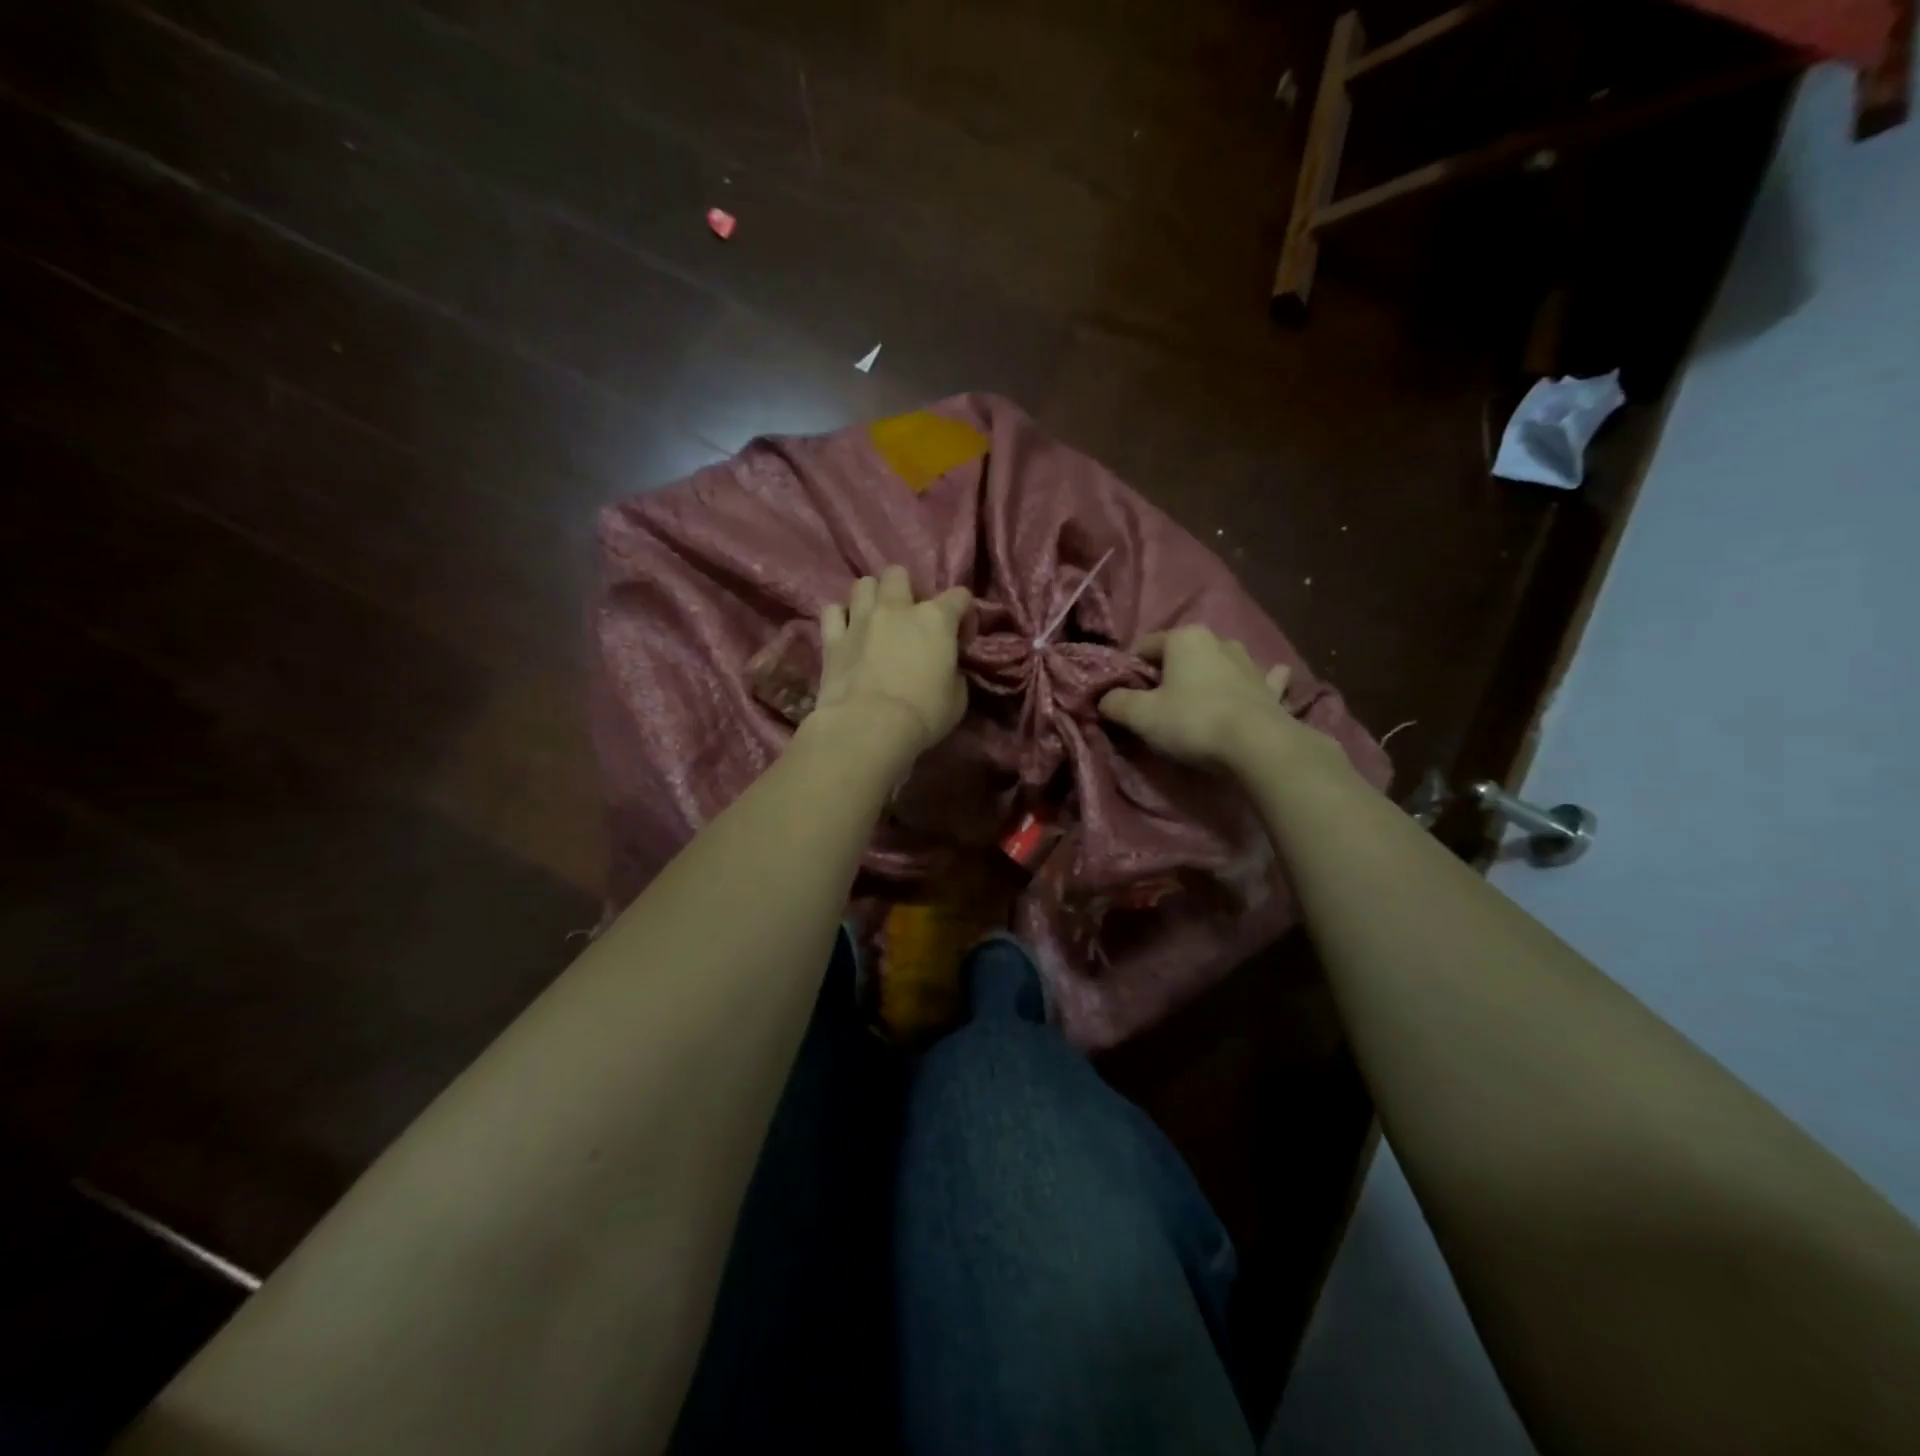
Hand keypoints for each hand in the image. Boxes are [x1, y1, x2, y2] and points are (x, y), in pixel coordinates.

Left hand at [810, 565, 971, 760]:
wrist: (869, 727)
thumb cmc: (923, 714)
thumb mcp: (957, 698)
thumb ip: (953, 672)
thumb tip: (945, 669)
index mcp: (936, 619)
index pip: (959, 596)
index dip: (965, 615)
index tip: (961, 641)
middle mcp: (896, 608)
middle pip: (899, 574)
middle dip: (908, 590)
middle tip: (911, 619)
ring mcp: (860, 620)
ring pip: (863, 584)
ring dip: (873, 597)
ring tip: (877, 620)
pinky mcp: (832, 639)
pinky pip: (832, 611)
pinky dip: (841, 617)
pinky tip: (848, 632)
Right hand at [1099, 625, 1335, 775]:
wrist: (1258, 746)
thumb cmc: (1192, 721)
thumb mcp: (1140, 715)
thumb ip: (1116, 702)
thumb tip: (1104, 698)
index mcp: (1183, 638)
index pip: (1142, 647)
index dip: (1128, 670)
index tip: (1121, 696)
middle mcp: (1218, 641)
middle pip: (1181, 655)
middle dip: (1168, 673)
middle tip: (1156, 704)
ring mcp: (1250, 663)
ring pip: (1221, 662)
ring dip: (1210, 673)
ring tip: (1199, 699)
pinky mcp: (1271, 689)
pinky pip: (1263, 679)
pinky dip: (1258, 682)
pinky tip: (1262, 684)